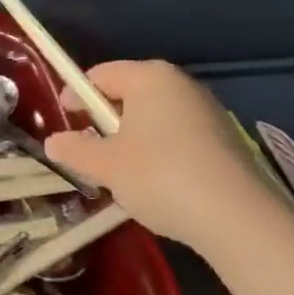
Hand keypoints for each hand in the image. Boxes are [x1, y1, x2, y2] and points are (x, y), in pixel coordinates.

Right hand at [44, 59, 279, 252]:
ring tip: (123, 172)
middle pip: (130, 94)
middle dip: (107, 120)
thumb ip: (75, 150)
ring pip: (156, 117)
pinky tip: (159, 184)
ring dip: (135, 138)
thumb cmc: (160, 176)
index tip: (66, 122)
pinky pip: (180, 136)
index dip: (77, 96)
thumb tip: (53, 143)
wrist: (239, 219)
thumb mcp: (106, 166)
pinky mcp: (227, 140)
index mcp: (149, 76)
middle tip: (91, 151)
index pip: (100, 75)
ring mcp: (208, 111)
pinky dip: (162, 152)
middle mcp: (180, 84)